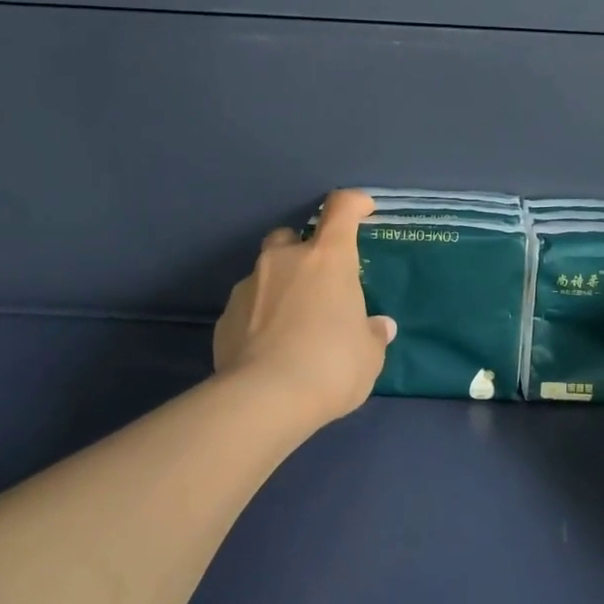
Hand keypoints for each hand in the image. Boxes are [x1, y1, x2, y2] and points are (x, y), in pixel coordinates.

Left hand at [213, 188, 396, 428]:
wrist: (264, 400)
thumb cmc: (331, 365)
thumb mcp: (368, 355)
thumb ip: (372, 334)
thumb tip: (378, 327)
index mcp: (327, 259)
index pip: (340, 209)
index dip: (353, 203)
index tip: (363, 209)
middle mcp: (284, 261)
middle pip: (291, 236)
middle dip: (303, 250)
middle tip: (319, 282)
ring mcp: (248, 286)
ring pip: (265, 272)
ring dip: (280, 286)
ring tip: (293, 323)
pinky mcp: (224, 317)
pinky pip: (248, 306)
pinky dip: (259, 316)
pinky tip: (269, 347)